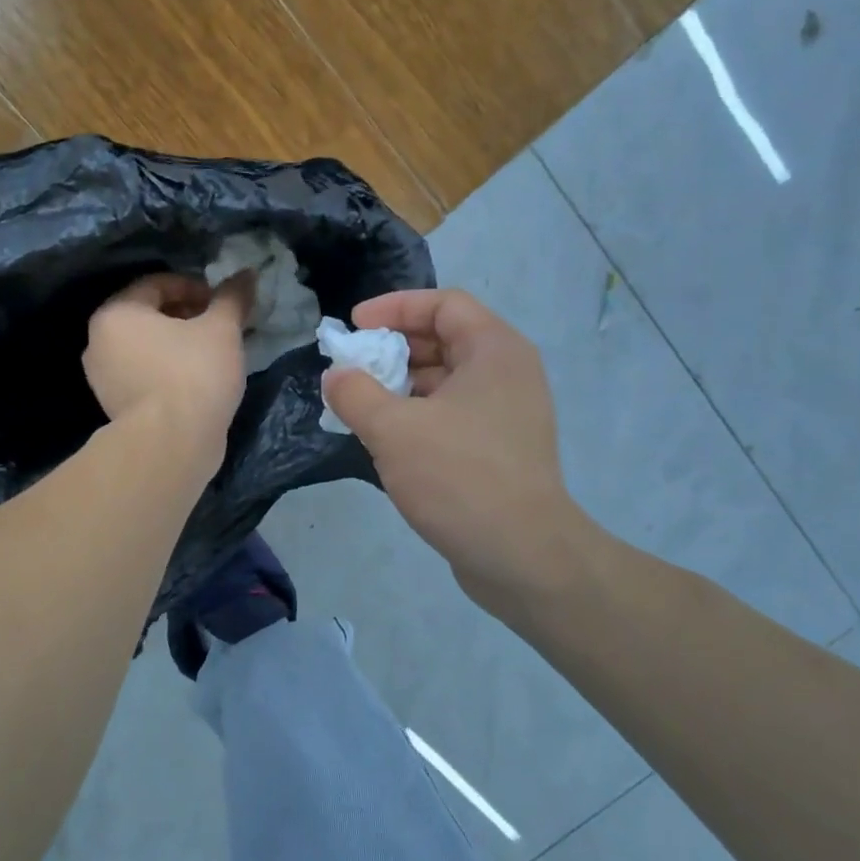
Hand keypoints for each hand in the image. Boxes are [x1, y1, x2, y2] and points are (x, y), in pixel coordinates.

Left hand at [84, 272, 252, 462]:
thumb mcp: (221, 330)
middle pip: (149, 315)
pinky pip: (144, 374)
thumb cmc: (194, 374)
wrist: (171, 444)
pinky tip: (197, 381)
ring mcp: (102, 378)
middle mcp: (99, 341)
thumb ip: (232, 298)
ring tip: (212, 354)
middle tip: (220, 327)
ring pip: (146, 347)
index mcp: (116, 313)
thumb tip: (247, 273)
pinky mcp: (114, 406)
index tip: (222, 304)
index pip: (158, 284)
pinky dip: (168, 370)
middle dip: (187, 316)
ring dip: (178, 344)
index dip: (195, 288)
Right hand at [323, 289, 603, 620]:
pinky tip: (388, 438)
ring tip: (362, 404)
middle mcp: (508, 373)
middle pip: (445, 339)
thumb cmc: (459, 477)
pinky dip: (419, 414)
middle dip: (393, 348)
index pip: (444, 304)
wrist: (523, 556)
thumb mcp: (393, 430)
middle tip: (353, 368)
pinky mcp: (501, 449)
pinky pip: (453, 413)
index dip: (394, 307)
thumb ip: (355, 393)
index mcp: (494, 351)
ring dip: (402, 385)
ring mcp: (508, 413)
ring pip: (447, 380)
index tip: (354, 326)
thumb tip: (336, 376)